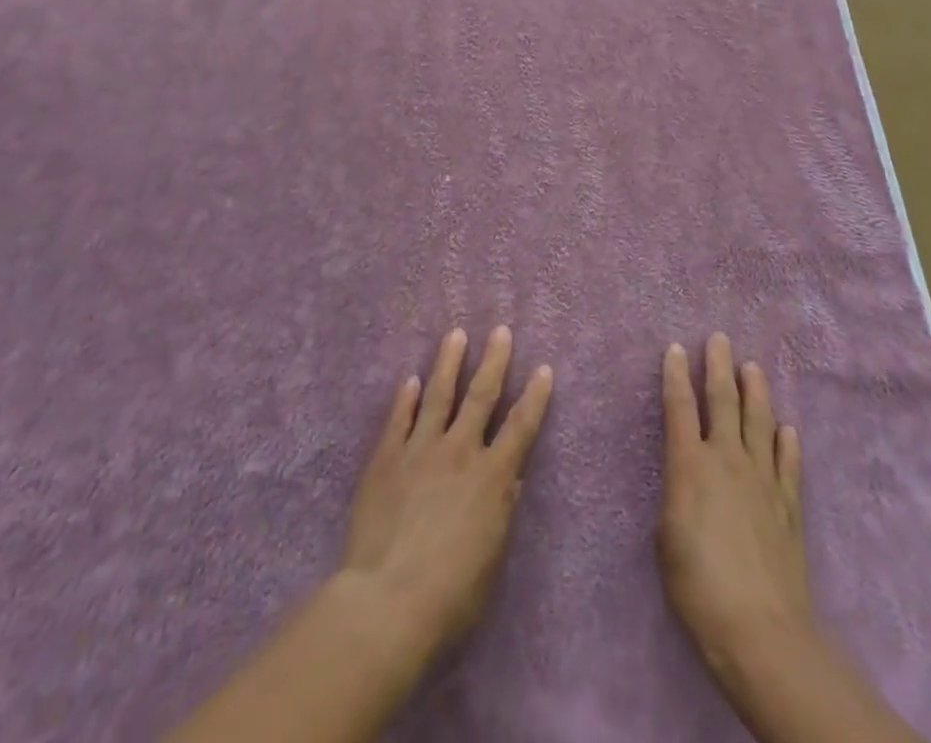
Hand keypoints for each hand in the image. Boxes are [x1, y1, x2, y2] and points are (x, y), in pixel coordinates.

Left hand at [339, 326, 553, 658]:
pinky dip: (405, 397)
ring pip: (438, 395)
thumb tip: (511, 479)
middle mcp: (459, 451)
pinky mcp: (386, 457)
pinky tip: (409, 378)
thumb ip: (501, 513)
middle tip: (500, 330)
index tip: (543, 368)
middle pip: (481, 396)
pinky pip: (398, 419)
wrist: (387, 600)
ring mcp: (420, 449)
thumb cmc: (450, 595)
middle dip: (494, 360)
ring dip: (448, 363)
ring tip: (455, 334)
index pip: (521, 426)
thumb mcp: (490, 559)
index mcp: (492, 477)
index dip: (534, 396)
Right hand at [658, 333, 813, 675]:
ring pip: (758, 421)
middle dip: (718, 366)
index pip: (679, 407)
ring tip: (752, 367)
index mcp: (690, 464)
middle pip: (723, 400)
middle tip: (720, 338)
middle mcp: (727, 459)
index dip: (675, 375)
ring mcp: (762, 479)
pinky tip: (786, 428)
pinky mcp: (788, 504)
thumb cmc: (697, 584)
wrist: (758, 628)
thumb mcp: (666, 536)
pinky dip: (786, 442)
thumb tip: (687, 479)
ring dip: (755, 391)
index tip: (675, 348)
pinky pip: (787, 462)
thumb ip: (677, 495)